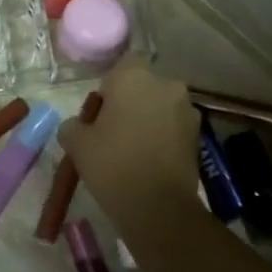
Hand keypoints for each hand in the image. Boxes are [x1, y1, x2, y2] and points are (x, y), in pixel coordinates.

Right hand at [59, 61, 198, 237]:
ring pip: (160, 105)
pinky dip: (162, 135)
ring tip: (132, 148)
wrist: (158, 206)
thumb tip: (78, 126)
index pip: (121, 64)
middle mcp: (165, 84)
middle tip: (112, 131)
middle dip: (130, 102)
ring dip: (148, 118)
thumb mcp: (77, 144)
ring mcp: (186, 109)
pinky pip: (173, 125)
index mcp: (133, 77)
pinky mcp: (198, 134)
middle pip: (143, 85)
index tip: (99, 112)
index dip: (109, 87)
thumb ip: (73, 125)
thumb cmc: (112, 165)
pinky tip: (149, 159)